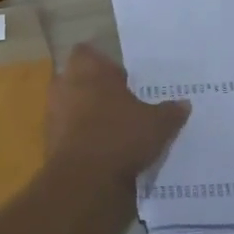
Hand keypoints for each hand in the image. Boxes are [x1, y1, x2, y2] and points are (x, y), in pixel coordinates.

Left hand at [46, 43, 189, 181]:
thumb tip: (184, 104)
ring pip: (71, 106)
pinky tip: (103, 152)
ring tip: (114, 130)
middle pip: (78, 80)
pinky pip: (68, 132)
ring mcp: (53, 114)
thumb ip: (170, 111)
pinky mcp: (49, 142)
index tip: (122, 79)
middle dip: (96, 90)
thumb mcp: (157, 123)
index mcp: (88, 70)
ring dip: (87, 115)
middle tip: (122, 104)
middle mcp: (65, 85)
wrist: (84, 180)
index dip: (103, 64)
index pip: (87, 53)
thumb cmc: (120, 135)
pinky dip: (82, 139)